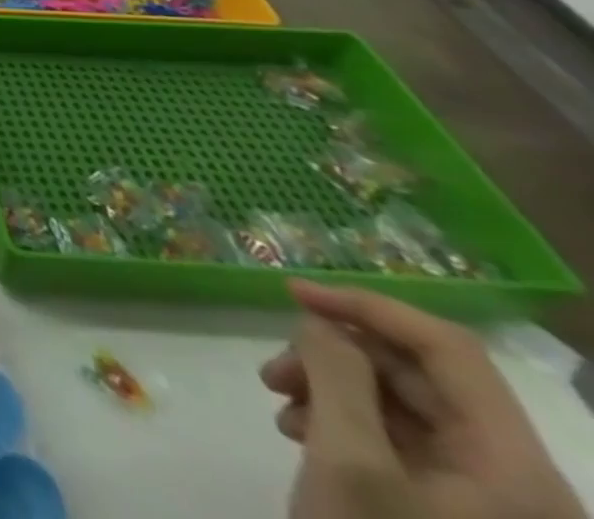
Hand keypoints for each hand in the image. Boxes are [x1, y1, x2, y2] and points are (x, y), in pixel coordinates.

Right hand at [264, 279, 583, 518]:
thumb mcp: (349, 460)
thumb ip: (336, 372)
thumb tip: (323, 323)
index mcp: (518, 467)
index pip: (447, 348)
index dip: (368, 306)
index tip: (291, 294)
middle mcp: (519, 482)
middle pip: (419, 378)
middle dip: (333, 358)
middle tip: (271, 371)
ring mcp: (492, 507)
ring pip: (402, 408)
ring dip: (331, 390)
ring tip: (280, 407)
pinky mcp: (457, 518)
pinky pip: (402, 445)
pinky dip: (345, 425)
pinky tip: (304, 438)